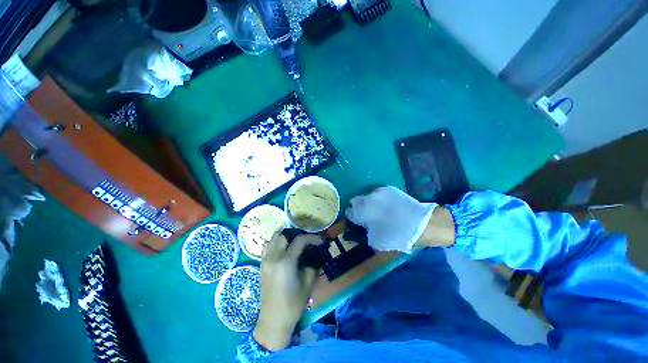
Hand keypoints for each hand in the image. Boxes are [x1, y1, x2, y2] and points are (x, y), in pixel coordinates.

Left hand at [254, 233, 318, 350]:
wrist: (273, 320)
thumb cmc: (293, 304)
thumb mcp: (307, 284)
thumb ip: (311, 265)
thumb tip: (314, 255)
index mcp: (286, 262)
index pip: (299, 241)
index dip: (311, 238)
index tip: (319, 241)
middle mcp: (273, 258)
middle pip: (283, 235)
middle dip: (295, 235)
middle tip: (304, 242)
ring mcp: (265, 261)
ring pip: (272, 239)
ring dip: (284, 238)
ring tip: (293, 244)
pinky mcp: (261, 266)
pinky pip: (267, 247)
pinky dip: (275, 244)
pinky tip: (283, 250)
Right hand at [346, 186, 454, 252]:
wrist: (421, 224)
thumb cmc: (396, 235)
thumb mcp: (376, 241)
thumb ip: (366, 231)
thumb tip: (365, 226)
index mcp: (362, 212)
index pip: (350, 212)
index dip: (352, 216)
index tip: (355, 219)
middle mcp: (367, 199)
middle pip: (356, 200)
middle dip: (358, 207)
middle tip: (364, 213)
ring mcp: (378, 192)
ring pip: (368, 196)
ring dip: (369, 202)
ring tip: (377, 209)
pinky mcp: (389, 189)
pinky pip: (379, 193)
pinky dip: (379, 199)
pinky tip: (387, 205)